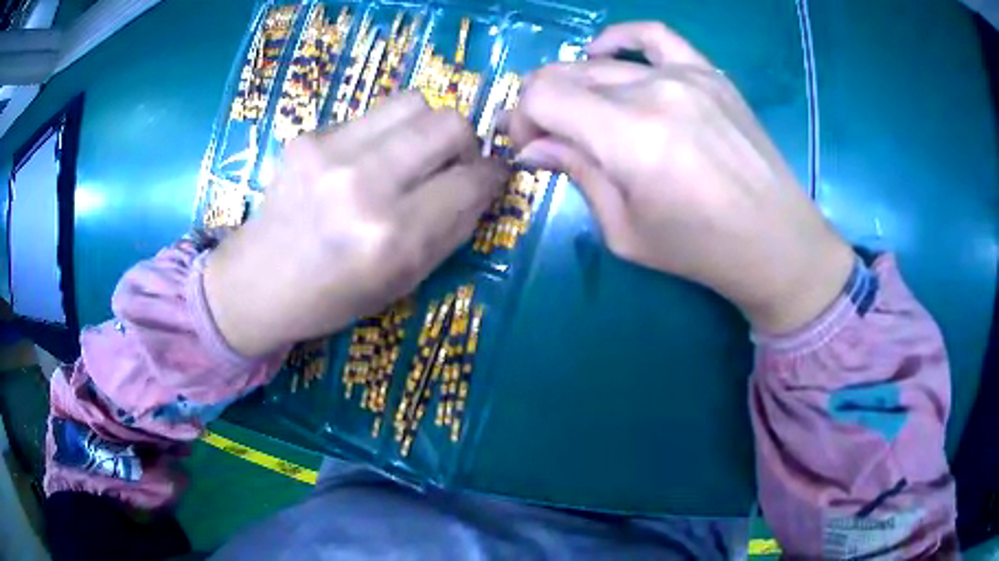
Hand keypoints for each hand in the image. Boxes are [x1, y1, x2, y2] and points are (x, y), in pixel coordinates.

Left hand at [205, 93, 508, 356]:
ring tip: (412, 155)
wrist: (259, 281)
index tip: (492, 176)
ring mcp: (330, 152)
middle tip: (452, 164)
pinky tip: (367, 161)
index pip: (470, 181)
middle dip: (466, 142)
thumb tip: (483, 184)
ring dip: (427, 128)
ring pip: (415, 102)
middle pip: (448, 123)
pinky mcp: (309, 135)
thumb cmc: (334, 297)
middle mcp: (363, 184)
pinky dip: (387, 134)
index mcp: (391, 237)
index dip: (493, 175)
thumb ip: (452, 229)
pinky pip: (374, 114)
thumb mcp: (404, 281)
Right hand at [508, 22, 852, 333]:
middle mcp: (654, 92)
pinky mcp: (709, 74)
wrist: (776, 242)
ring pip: (602, 63)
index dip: (522, 118)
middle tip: (546, 136)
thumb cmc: (700, 250)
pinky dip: (620, 39)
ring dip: (574, 84)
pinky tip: (604, 53)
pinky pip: (654, 36)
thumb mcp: (624, 230)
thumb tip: (533, 147)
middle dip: (541, 104)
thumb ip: (577, 174)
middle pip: (567, 75)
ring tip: (579, 111)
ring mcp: (686, 75)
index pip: (544, 97)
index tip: (529, 146)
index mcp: (630, 137)